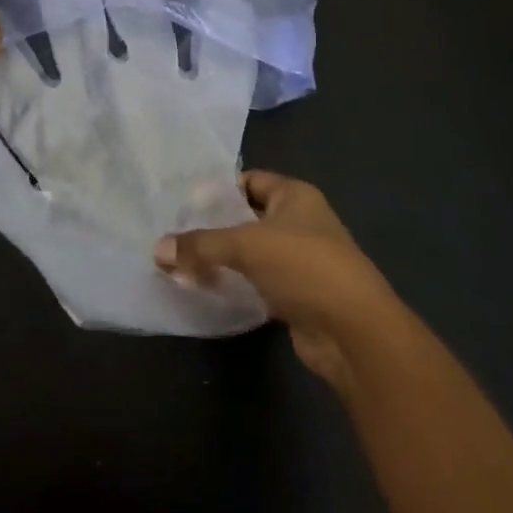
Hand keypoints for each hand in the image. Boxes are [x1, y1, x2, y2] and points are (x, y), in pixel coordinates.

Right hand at [155, 171, 396, 388]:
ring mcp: (301, 261)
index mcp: (296, 196)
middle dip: (214, 226)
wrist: (354, 332)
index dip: (219, 189)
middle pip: (248, 217)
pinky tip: (207, 289)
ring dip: (222, 259)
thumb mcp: (245, 246)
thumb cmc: (304, 267)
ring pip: (251, 253)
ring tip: (182, 263)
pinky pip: (257, 282)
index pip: (251, 180)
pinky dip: (235, 284)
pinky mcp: (297, 295)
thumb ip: (200, 245)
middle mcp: (300, 223)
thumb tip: (158, 249)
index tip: (184, 202)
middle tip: (175, 233)